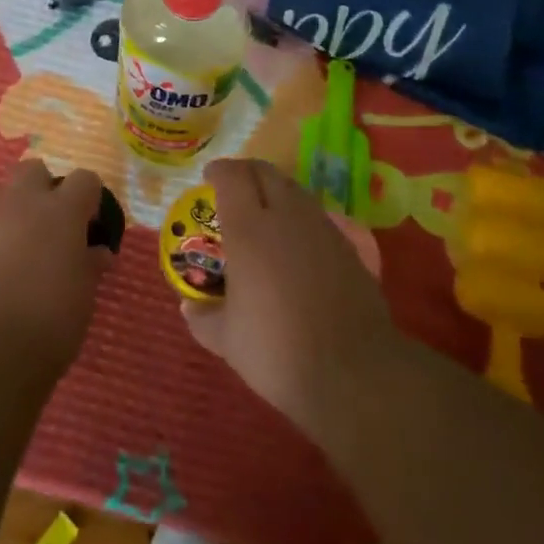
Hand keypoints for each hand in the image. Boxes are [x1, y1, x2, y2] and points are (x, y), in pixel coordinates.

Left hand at [0, 161, 112, 377]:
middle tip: (38, 229)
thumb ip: (88, 266)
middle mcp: (22, 196)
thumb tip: (97, 252)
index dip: (86, 199)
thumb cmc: (45, 326)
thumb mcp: (82, 299)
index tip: (84, 224)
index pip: (84, 180)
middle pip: (33, 170)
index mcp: (63, 211)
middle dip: (38, 191)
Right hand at [182, 159, 404, 453]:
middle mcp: (286, 216)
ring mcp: (323, 228)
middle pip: (266, 172)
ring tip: (265, 212)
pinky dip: (302, 216)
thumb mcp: (227, 341)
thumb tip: (189, 307)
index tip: (208, 177)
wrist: (354, 373)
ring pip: (296, 190)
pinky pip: (319, 215)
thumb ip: (204, 318)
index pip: (232, 176)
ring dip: (276, 191)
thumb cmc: (278, 350)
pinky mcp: (350, 247)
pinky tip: (298, 242)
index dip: (219, 171)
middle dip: (246, 173)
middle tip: (234, 189)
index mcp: (249, 228)